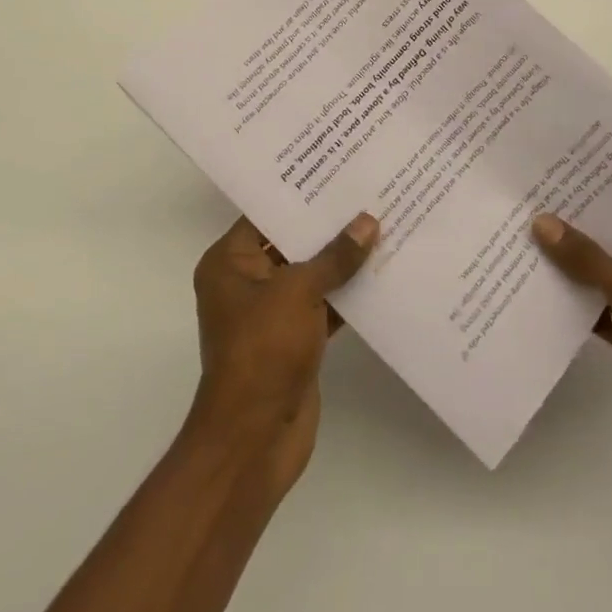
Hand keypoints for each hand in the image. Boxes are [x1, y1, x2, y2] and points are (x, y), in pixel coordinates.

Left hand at [188, 212, 378, 496]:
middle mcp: (246, 283)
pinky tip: (381, 273)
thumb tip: (368, 222)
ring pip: (310, 275)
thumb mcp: (297, 292)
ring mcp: (271, 314)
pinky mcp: (295, 339)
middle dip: (327, 226)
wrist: (255, 439)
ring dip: (341, 260)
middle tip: (366, 193)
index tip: (335, 171)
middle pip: (290, 243)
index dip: (299, 195)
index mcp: (229, 263)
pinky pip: (323, 305)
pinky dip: (347, 294)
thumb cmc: (263, 351)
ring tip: (382, 225)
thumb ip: (334, 257)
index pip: (265, 215)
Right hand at [531, 217, 611, 487]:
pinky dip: (578, 302)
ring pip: (608, 278)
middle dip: (581, 234)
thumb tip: (542, 222)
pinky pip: (603, 308)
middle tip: (534, 206)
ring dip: (575, 269)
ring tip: (528, 238)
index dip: (601, 201)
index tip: (559, 182)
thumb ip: (587, 259)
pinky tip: (540, 286)